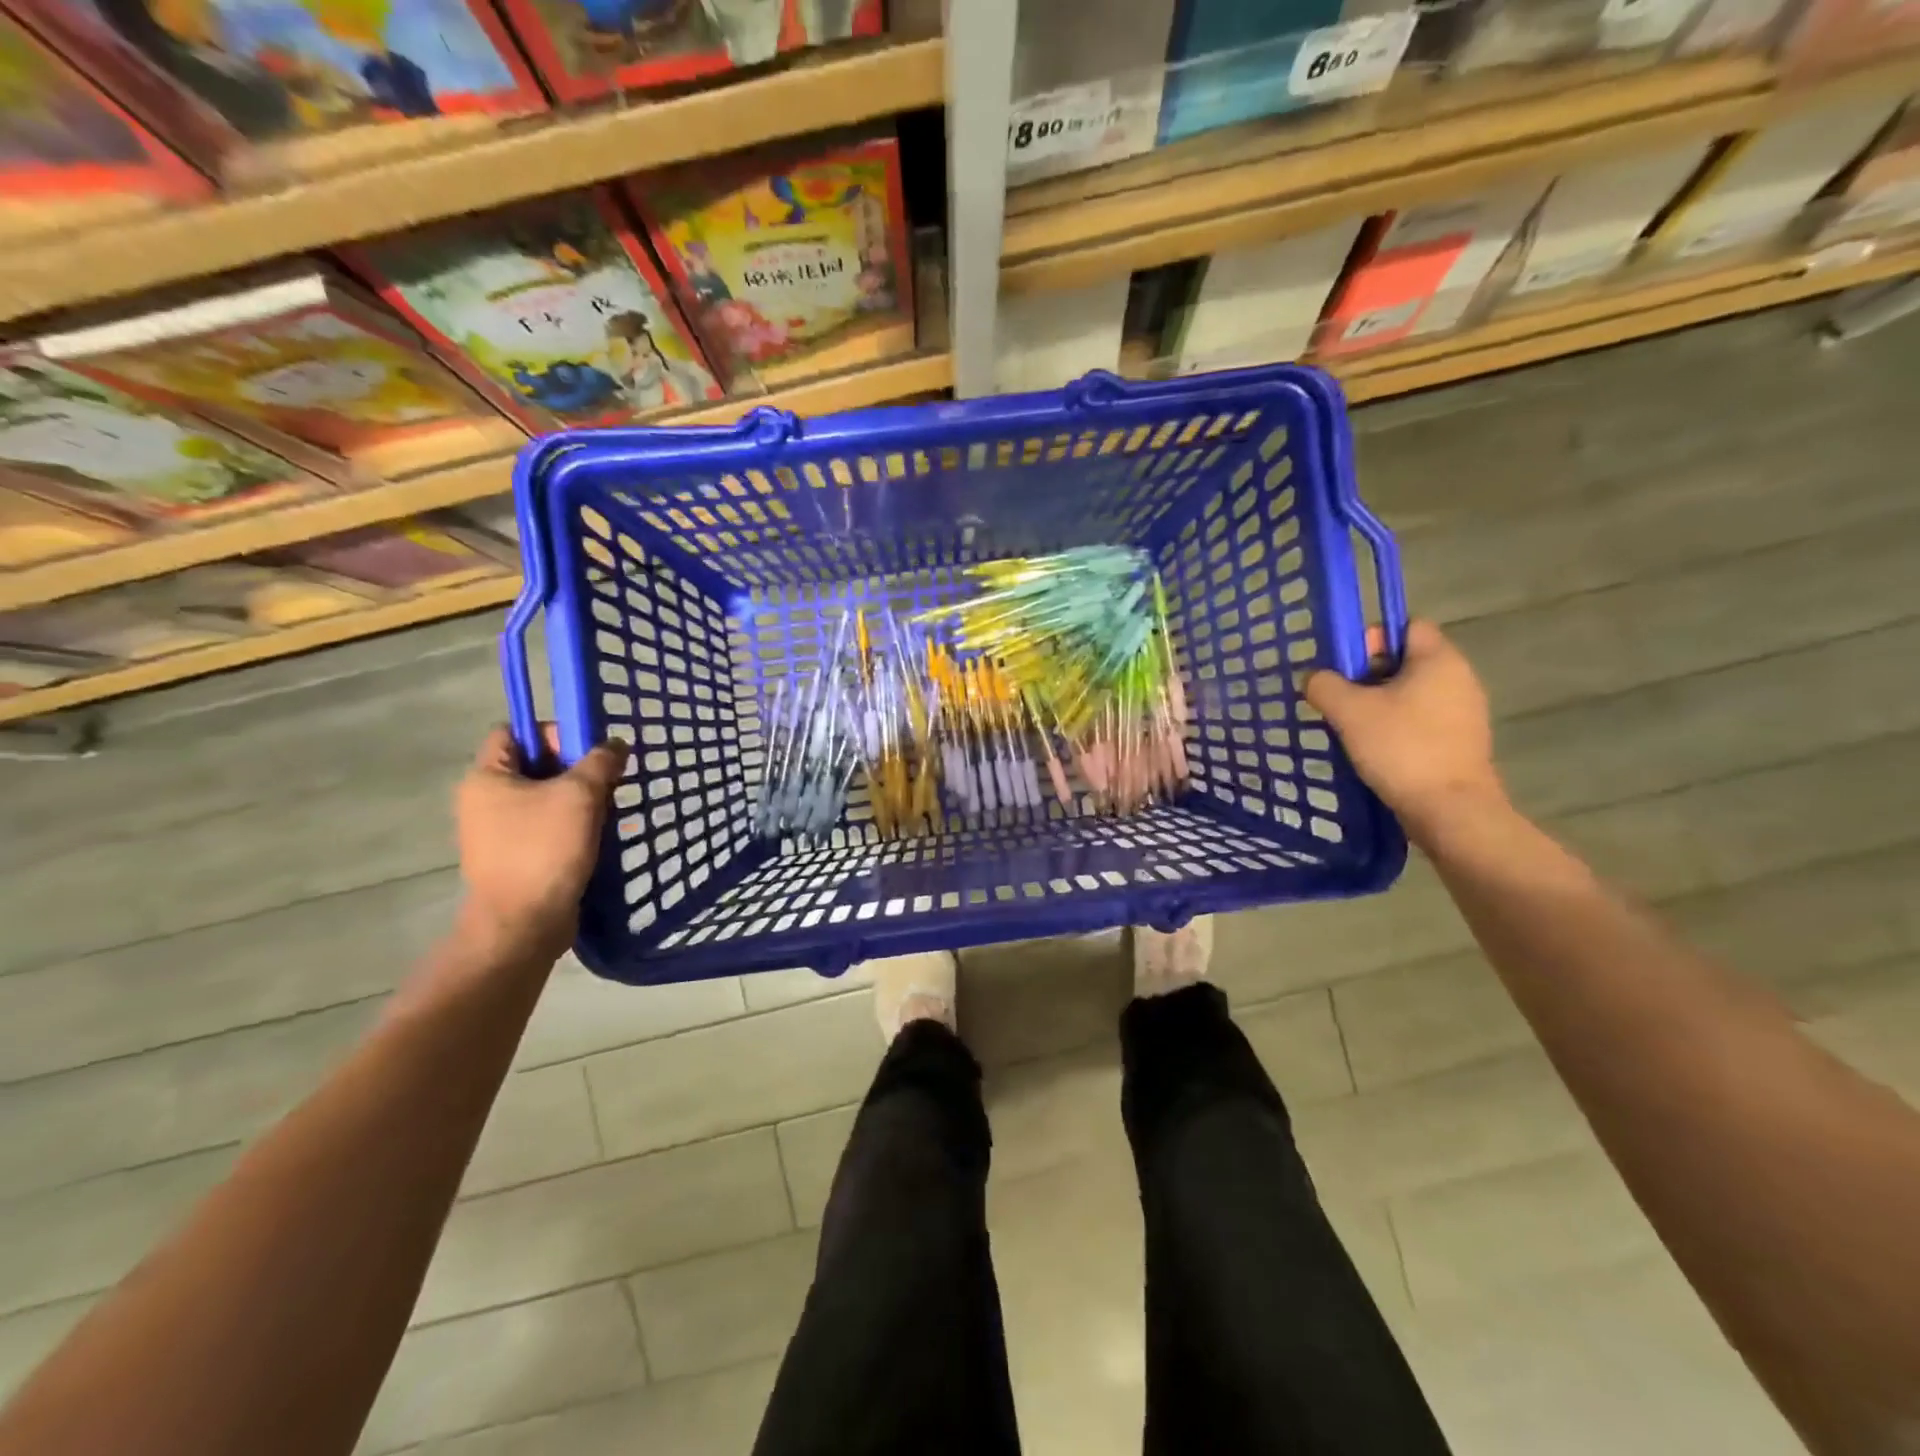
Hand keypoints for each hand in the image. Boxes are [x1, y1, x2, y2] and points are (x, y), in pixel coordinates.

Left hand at [455, 725, 628, 961]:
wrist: (523, 924)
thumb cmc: (544, 849)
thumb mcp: (580, 794)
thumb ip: (600, 761)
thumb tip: (615, 744)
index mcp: (487, 777)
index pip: (516, 732)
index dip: (554, 733)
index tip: (590, 751)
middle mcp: (485, 800)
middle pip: (537, 765)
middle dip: (578, 769)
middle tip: (610, 781)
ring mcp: (499, 832)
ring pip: (548, 798)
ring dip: (582, 800)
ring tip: (612, 810)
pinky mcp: (517, 857)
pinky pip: (549, 828)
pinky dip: (576, 826)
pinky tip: (602, 836)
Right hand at [1304, 619, 1505, 837]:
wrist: (1450, 810)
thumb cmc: (1401, 748)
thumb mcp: (1349, 711)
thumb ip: (1324, 685)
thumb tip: (1314, 678)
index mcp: (1438, 660)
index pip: (1405, 626)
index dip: (1371, 638)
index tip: (1345, 666)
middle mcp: (1459, 678)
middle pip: (1405, 661)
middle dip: (1367, 676)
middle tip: (1339, 699)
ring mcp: (1464, 713)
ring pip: (1410, 694)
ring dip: (1378, 705)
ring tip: (1350, 728)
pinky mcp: (1460, 742)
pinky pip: (1421, 721)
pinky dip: (1396, 728)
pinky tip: (1373, 750)